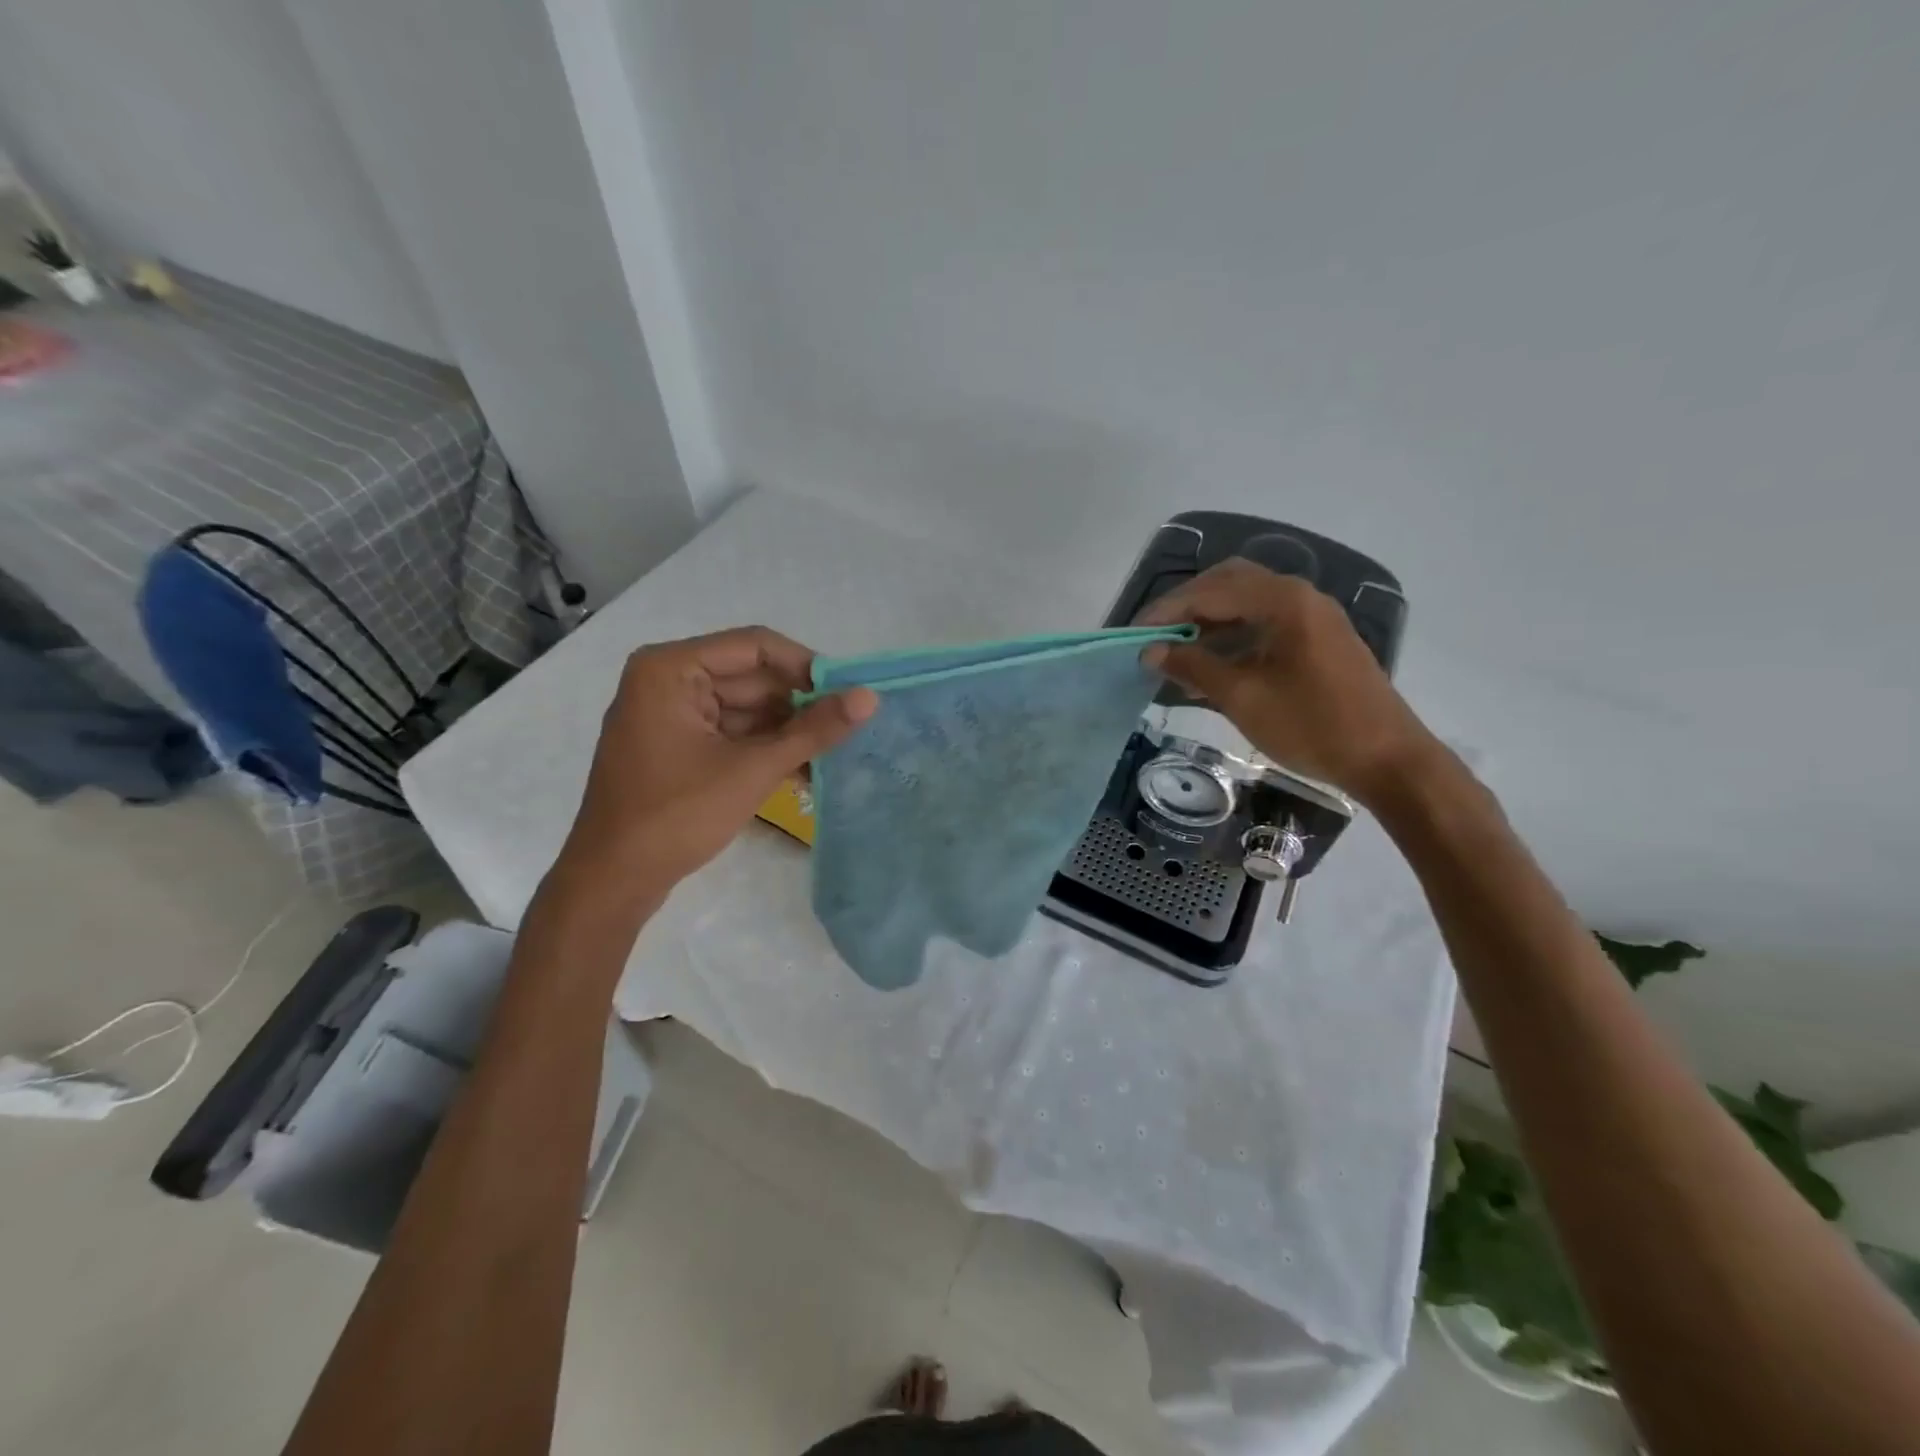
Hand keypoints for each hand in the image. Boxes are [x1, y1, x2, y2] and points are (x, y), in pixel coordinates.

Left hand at [558, 627, 875, 891]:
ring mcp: (670, 714)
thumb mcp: (752, 770)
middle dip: (800, 705)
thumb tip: (870, 698)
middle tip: (850, 728)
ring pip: (746, 708)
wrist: (612, 881)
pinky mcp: (677, 745)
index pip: (755, 647)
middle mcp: (668, 680)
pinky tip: (805, 768)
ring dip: (788, 730)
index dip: (807, 667)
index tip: (849, 693)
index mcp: (671, 669)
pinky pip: (732, 732)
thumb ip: (813, 731)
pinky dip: (765, 748)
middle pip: (752, 678)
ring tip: (835, 752)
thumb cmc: (676, 816)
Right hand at [1136, 558, 1438, 806]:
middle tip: (1154, 638)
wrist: (1387, 759)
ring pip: (1246, 604)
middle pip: (1228, 585)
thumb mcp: (1242, 697)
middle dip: (1186, 608)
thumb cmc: (1311, 725)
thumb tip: (1150, 651)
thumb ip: (1193, 667)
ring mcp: (1312, 616)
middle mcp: (1298, 596)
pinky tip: (1211, 664)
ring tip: (1175, 653)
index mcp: (1282, 601)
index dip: (1166, 611)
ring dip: (1208, 622)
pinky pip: (1264, 623)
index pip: (1209, 591)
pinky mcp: (1318, 639)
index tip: (1133, 636)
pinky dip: (1232, 636)